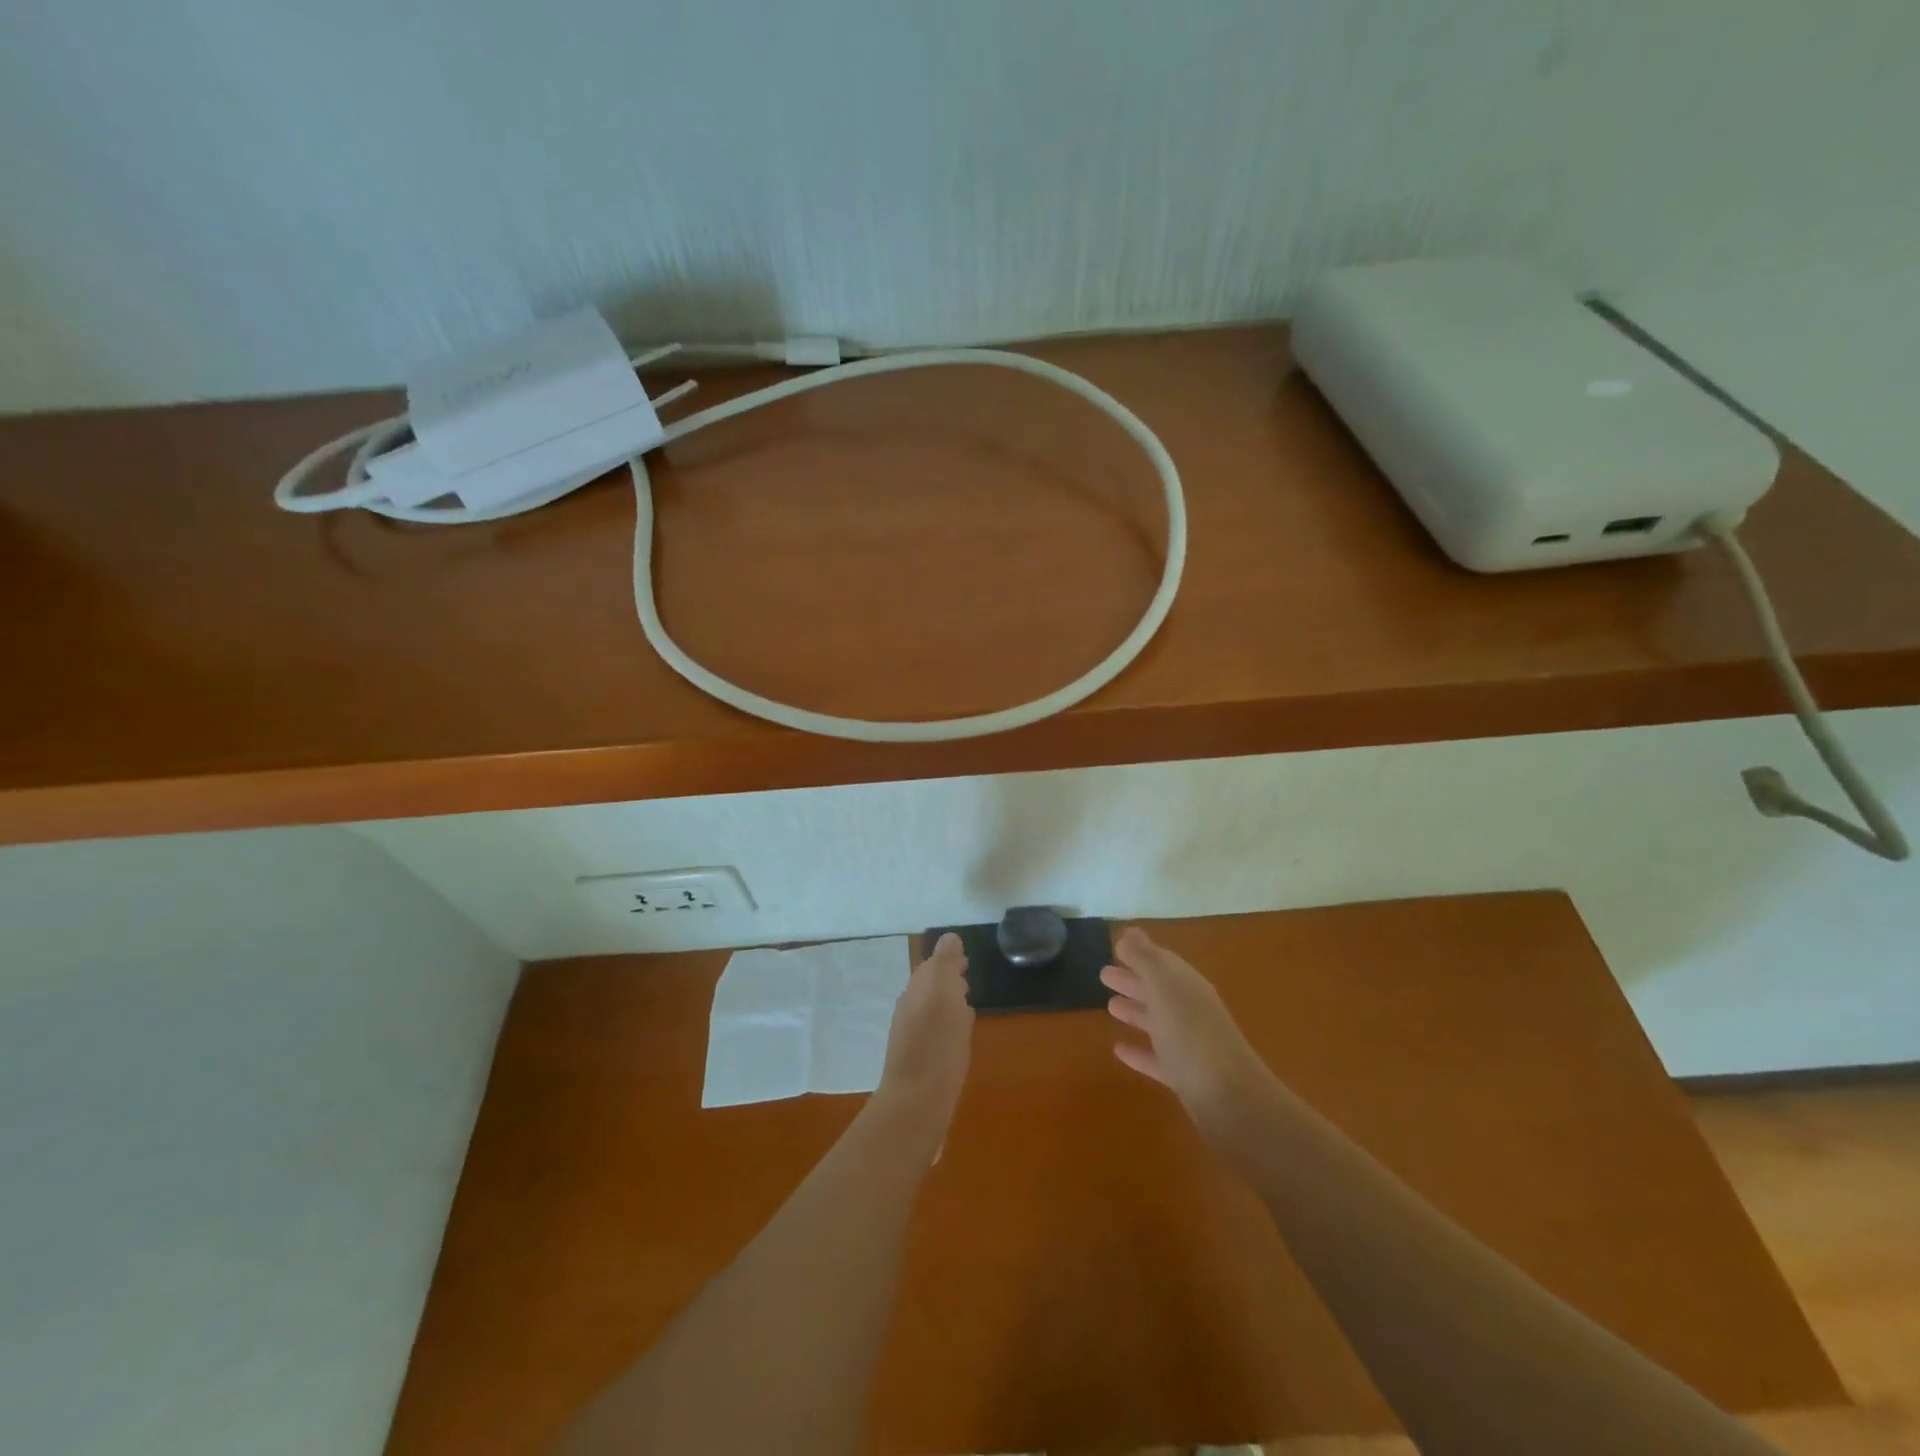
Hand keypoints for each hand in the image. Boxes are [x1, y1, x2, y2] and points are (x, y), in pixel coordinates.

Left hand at [876, 933, 974, 1130]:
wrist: (917, 1103)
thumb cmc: (937, 1045)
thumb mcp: (944, 993)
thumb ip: (946, 963)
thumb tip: (950, 938)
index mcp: (917, 990)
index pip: (932, 965)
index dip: (948, 961)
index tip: (966, 961)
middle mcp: (910, 1009)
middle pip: (929, 987)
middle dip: (947, 980)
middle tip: (967, 979)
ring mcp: (911, 1036)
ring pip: (931, 1010)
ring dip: (947, 1004)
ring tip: (966, 1006)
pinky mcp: (918, 1061)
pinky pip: (934, 1033)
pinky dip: (947, 1027)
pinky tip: (959, 1038)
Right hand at [1102, 927, 1269, 1126]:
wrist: (1232, 1102)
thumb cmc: (1192, 1036)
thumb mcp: (1164, 989)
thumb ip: (1145, 959)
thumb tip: (1130, 932)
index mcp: (1187, 986)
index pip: (1161, 962)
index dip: (1139, 954)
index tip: (1115, 948)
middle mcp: (1191, 1011)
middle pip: (1158, 989)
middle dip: (1133, 980)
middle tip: (1103, 975)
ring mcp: (1190, 1045)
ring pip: (1158, 1021)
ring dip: (1135, 1011)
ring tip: (1109, 1007)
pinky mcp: (1186, 1078)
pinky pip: (1157, 1057)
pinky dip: (1139, 1051)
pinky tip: (1119, 1050)